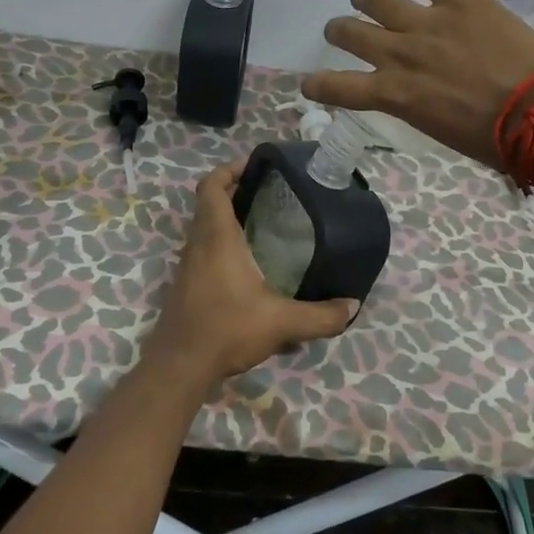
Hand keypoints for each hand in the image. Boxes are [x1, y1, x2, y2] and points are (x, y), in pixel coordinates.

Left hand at [142, 160, 354, 390]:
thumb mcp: (282, 323)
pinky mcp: (186, 284)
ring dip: (228, 217)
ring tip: (264, 223)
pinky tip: (250, 263)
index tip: (256, 167)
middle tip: (271, 193)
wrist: (179, 366)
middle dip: (236, 191)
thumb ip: (321, 316)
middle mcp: (199, 243)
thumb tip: (353, 306)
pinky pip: (203, 248)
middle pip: (209, 202)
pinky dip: (222, 242)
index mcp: (217, 237)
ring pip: (205, 226)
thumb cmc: (227, 329)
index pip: (212, 186)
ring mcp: (189, 264)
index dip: (230, 169)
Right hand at [302, 0, 533, 167]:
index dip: (318, 85)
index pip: (340, 88)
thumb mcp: (438, 129)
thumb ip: (415, 105)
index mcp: (395, 94)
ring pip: (378, 0)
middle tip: (340, 30)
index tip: (308, 83)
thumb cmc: (492, 137)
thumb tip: (414, 93)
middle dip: (339, 31)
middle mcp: (400, 54)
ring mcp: (427, 22)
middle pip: (351, 33)